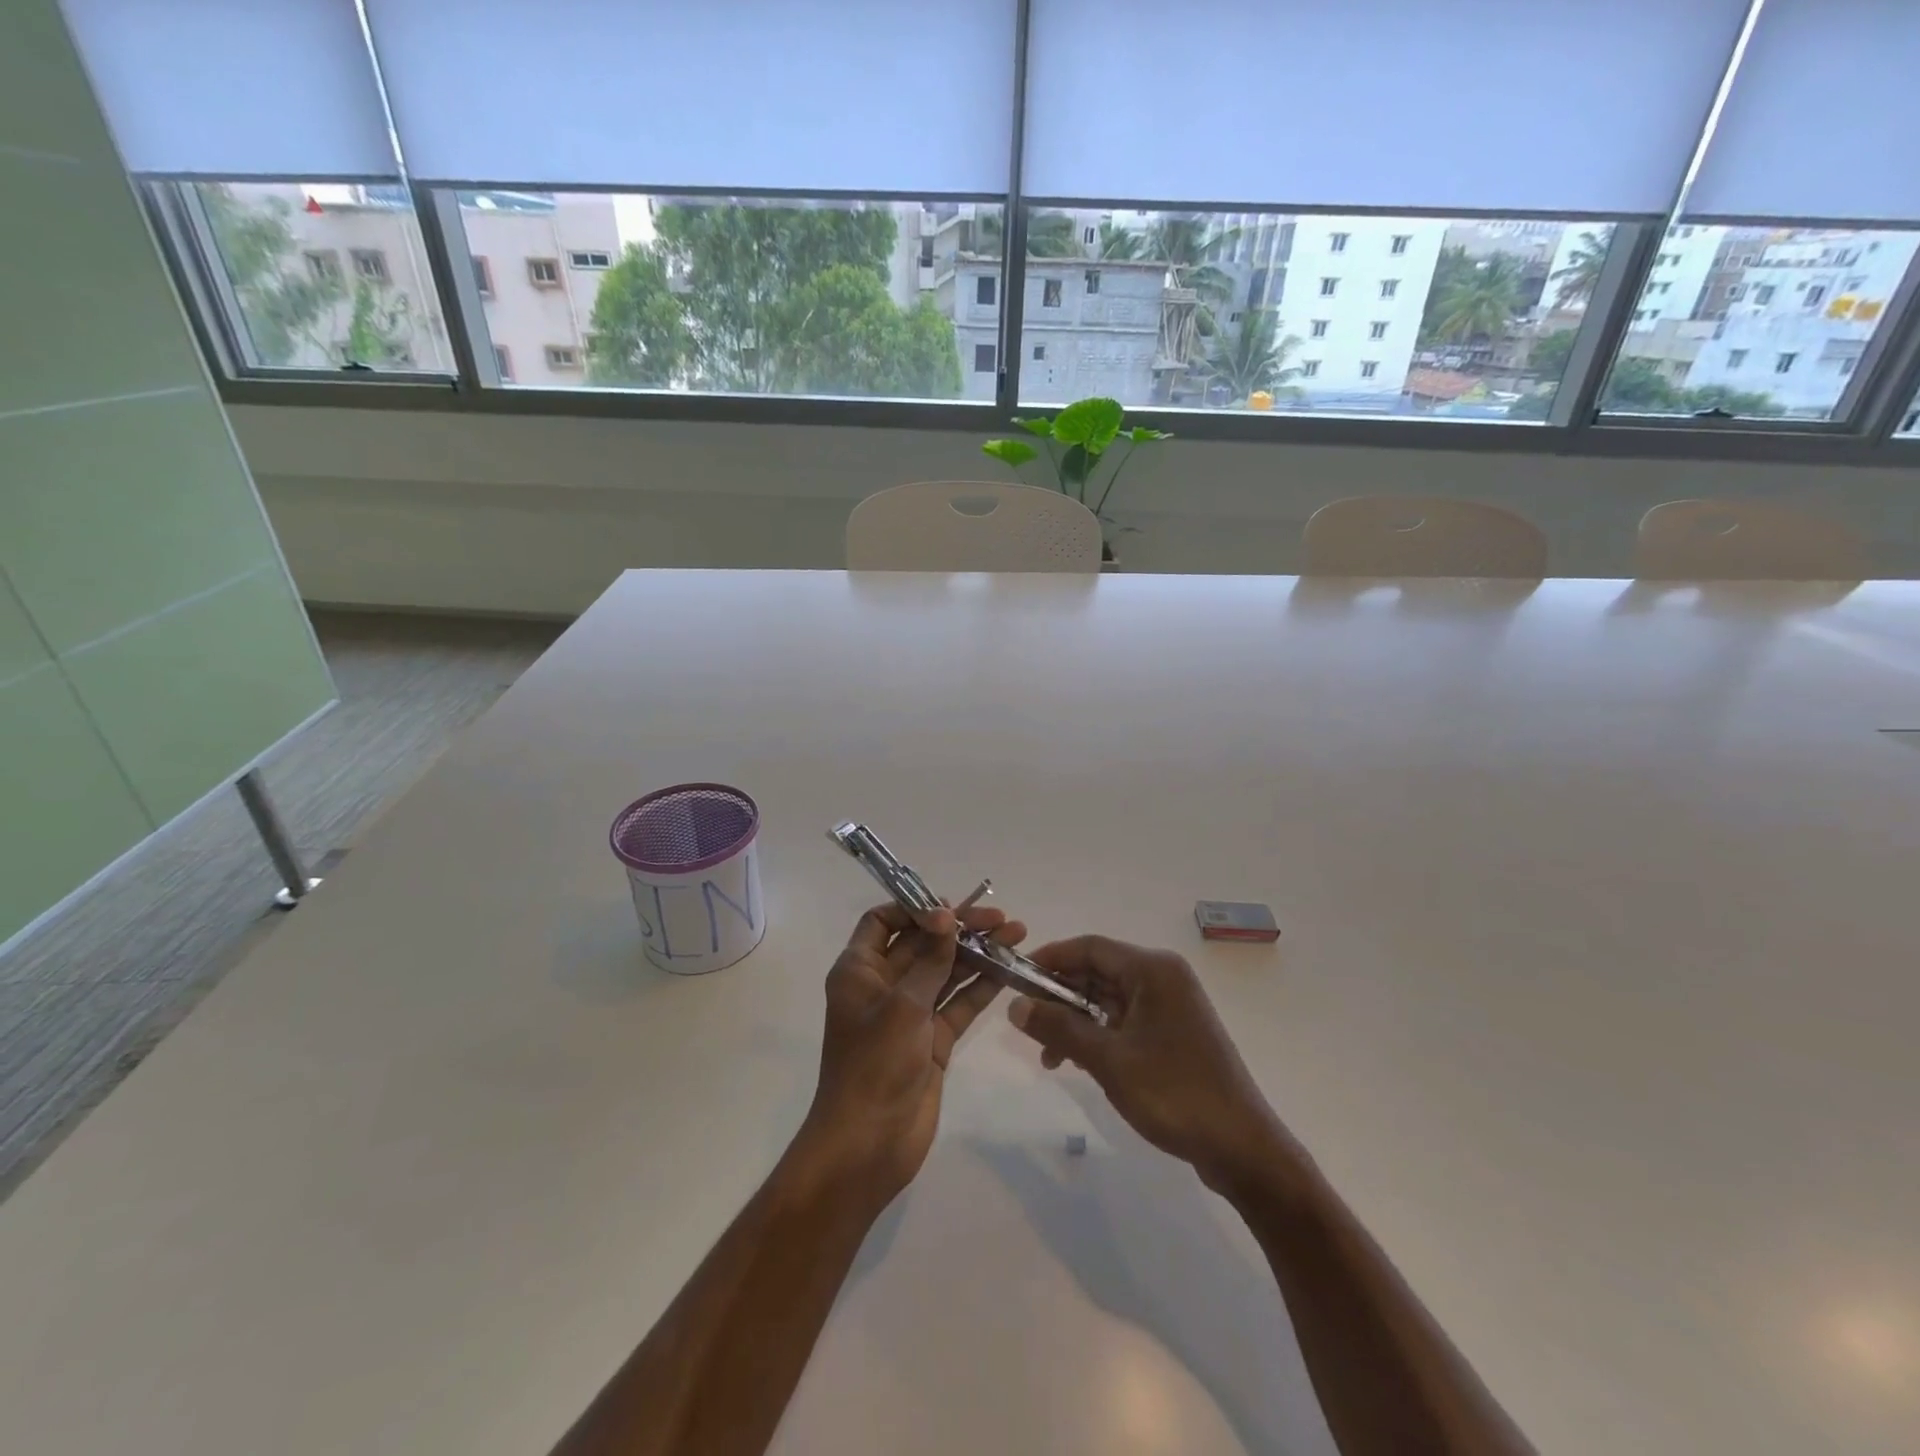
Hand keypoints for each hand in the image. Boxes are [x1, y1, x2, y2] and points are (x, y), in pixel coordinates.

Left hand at [798, 902, 1026, 1209]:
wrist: (868, 1146)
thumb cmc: (874, 1066)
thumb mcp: (902, 1006)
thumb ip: (930, 960)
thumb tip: (947, 917)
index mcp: (859, 970)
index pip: (882, 922)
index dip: (914, 908)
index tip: (951, 908)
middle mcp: (883, 985)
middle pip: (922, 943)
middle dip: (958, 928)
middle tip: (1000, 917)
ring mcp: (910, 1013)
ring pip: (946, 971)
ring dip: (977, 953)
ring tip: (1016, 934)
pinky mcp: (933, 1039)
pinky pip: (959, 1003)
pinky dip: (982, 986)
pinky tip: (1010, 969)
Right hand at [1007, 936, 1291, 1191]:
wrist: (1242, 1148)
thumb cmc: (1173, 1092)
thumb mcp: (1108, 1060)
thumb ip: (1059, 1027)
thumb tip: (1014, 1004)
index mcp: (1152, 969)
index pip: (1089, 947)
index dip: (1049, 958)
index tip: (1015, 977)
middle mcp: (1163, 978)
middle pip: (1098, 972)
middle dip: (1060, 996)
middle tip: (1026, 1023)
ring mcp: (1172, 1006)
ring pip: (1109, 999)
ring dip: (1076, 1021)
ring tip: (1050, 1057)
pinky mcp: (1175, 1033)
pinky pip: (1125, 1021)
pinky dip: (1099, 1036)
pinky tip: (1079, 1063)